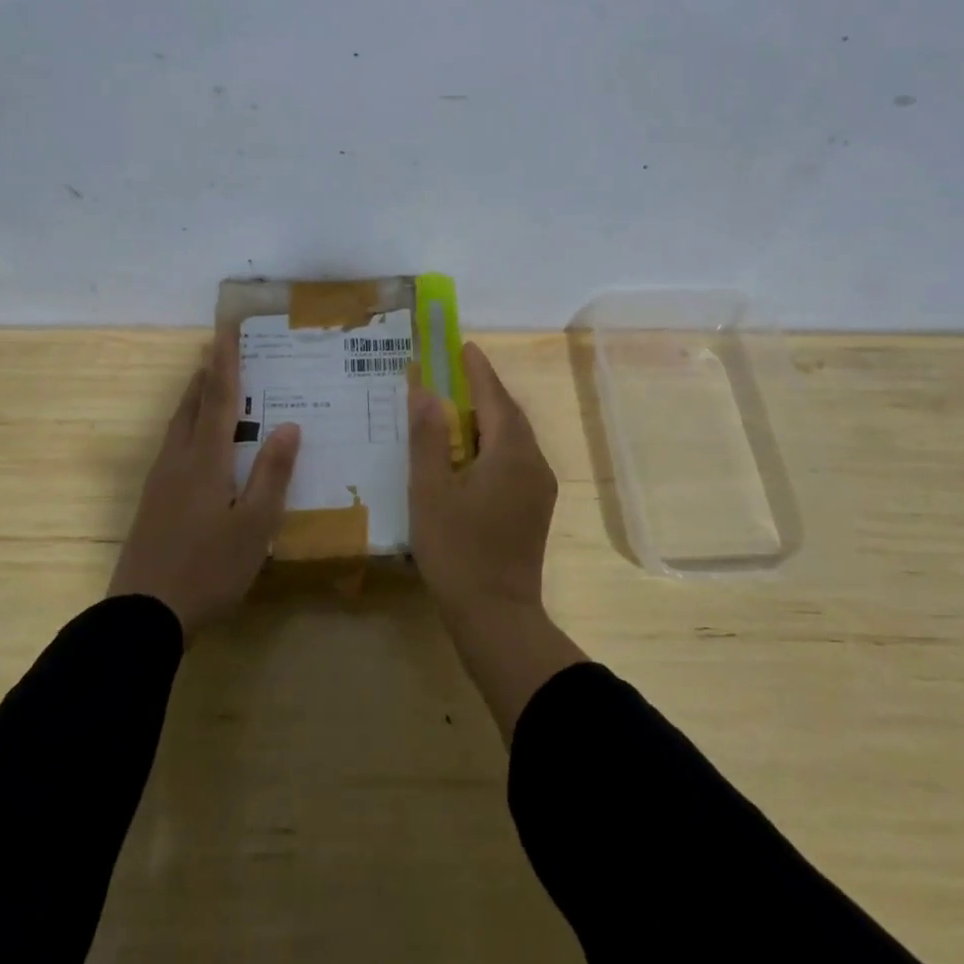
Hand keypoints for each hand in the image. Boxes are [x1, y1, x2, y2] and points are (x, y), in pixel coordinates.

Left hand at [108, 335, 299, 636]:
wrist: (142, 618)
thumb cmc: (209, 570)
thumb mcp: (254, 526)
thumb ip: (272, 474)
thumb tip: (289, 425)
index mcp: (206, 461)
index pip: (220, 400)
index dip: (226, 365)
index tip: (226, 331)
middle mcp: (179, 461)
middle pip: (191, 407)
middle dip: (206, 376)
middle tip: (217, 350)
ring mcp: (160, 483)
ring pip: (177, 427)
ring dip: (193, 399)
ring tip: (206, 385)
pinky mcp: (151, 504)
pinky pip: (172, 447)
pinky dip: (187, 427)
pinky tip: (194, 445)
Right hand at [409, 341, 557, 621]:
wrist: (497, 616)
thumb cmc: (457, 550)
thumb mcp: (431, 490)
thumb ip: (428, 438)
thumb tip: (424, 391)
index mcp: (510, 452)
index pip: (494, 397)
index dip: (478, 370)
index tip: (464, 346)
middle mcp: (533, 462)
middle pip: (508, 414)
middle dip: (484, 390)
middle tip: (457, 372)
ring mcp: (539, 487)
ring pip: (514, 438)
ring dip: (489, 417)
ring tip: (459, 407)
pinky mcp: (535, 508)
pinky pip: (516, 459)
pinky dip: (494, 443)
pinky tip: (472, 453)